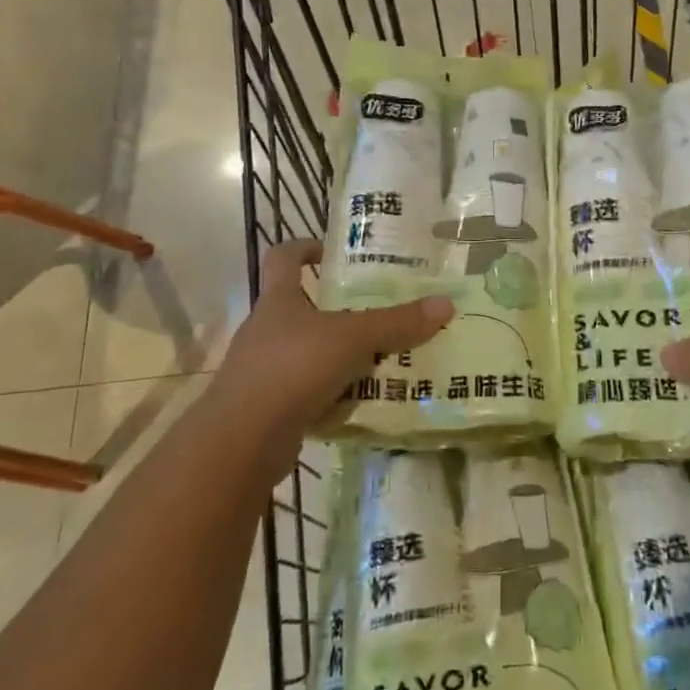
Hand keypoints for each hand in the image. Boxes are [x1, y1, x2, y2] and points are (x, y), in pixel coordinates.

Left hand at [208, 239, 454, 465]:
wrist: (243, 442)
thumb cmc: (293, 368)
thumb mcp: (353, 339)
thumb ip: (397, 323)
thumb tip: (446, 304)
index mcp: (278, 300)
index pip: (282, 258)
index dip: (304, 248)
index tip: (331, 251)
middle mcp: (266, 329)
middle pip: (300, 307)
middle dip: (337, 308)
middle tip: (377, 310)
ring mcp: (263, 370)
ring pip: (307, 352)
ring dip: (338, 354)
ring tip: (379, 357)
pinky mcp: (268, 407)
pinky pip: (307, 391)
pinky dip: (332, 393)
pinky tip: (361, 400)